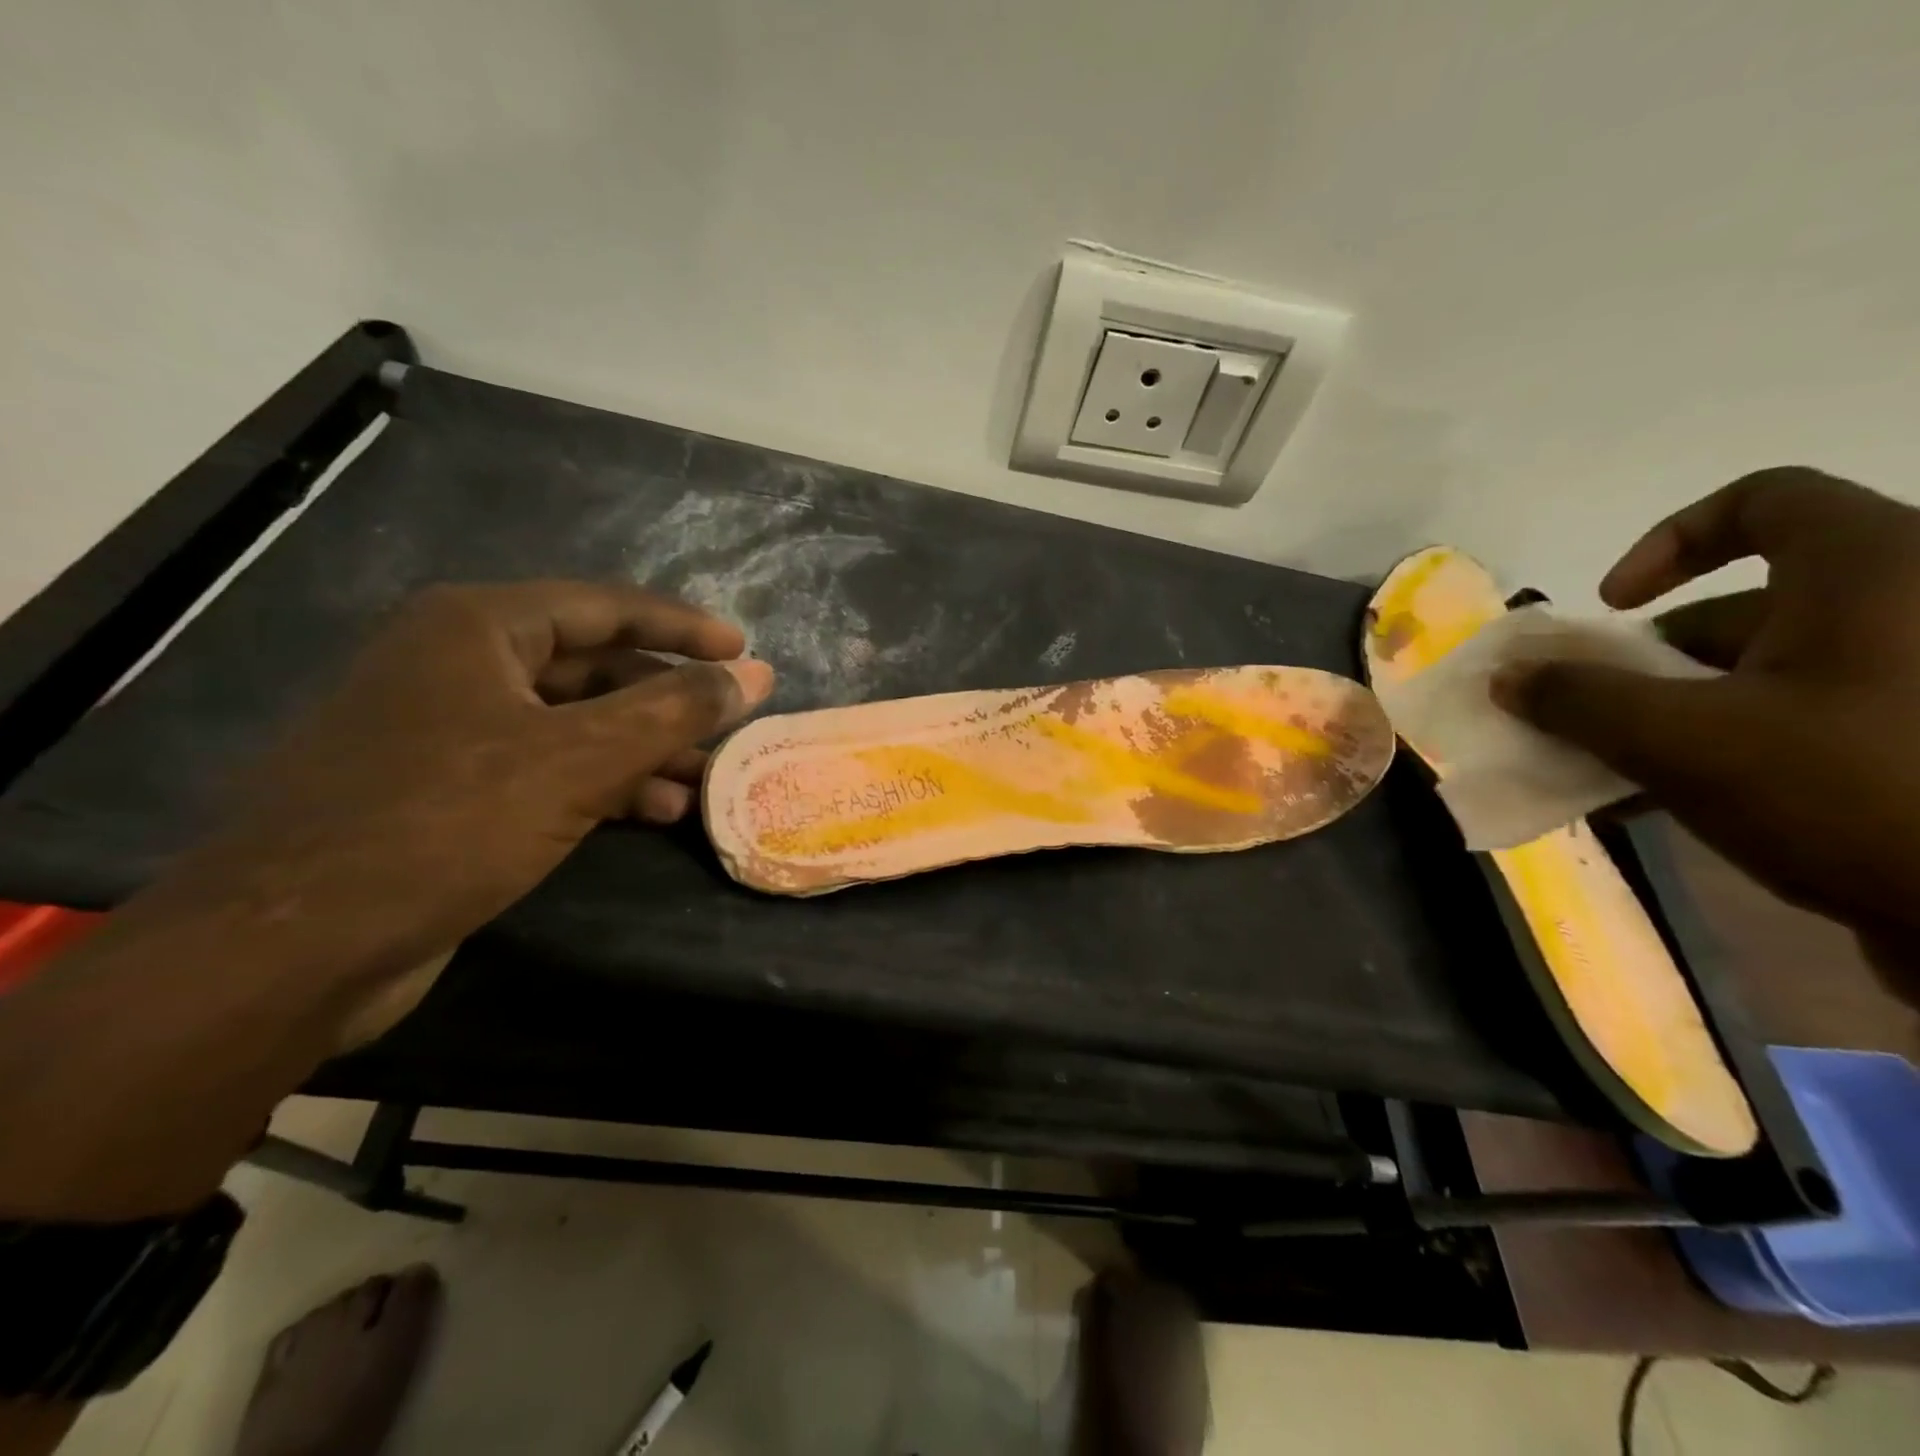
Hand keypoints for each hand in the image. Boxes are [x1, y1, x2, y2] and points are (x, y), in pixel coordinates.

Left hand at [148, 581, 773, 1035]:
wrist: (289, 949)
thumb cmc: (443, 825)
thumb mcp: (579, 760)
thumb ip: (675, 710)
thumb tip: (756, 674)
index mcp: (477, 628)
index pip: (606, 607)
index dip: (683, 628)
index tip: (745, 650)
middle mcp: (459, 664)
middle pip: (593, 666)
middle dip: (666, 701)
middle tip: (727, 727)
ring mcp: (448, 728)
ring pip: (574, 722)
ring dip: (643, 749)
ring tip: (701, 781)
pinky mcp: (446, 790)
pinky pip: (547, 766)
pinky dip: (604, 783)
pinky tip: (652, 813)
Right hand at [1491, 468, 1919, 960]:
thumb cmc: (1852, 789)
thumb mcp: (1680, 739)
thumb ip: (1577, 699)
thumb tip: (1507, 677)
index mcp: (1874, 569)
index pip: (1762, 499)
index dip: (1668, 542)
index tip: (1612, 607)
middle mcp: (1908, 606)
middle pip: (1743, 607)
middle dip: (1646, 662)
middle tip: (1590, 712)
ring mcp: (1919, 678)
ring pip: (1766, 673)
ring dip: (1672, 714)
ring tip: (1610, 770)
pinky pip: (1805, 719)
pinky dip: (1728, 746)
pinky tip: (1665, 801)